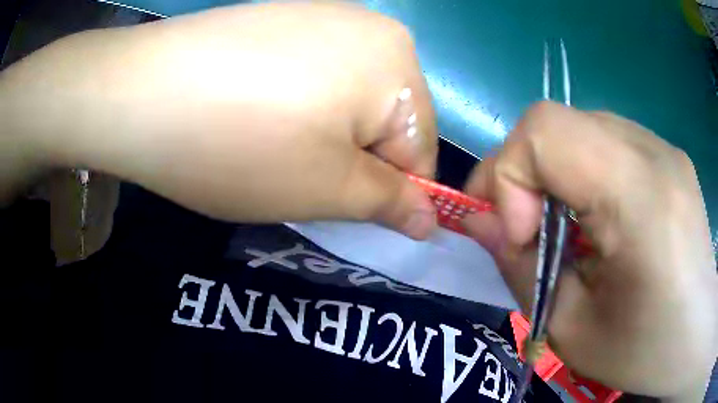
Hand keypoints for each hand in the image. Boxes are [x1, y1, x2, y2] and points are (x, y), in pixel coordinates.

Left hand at [0, 2, 437, 238]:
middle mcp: (368, 26)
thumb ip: (391, 203)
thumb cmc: (240, 144)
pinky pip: (313, 74)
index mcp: (396, 60)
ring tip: (269, 147)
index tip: (351, 213)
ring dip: (324, 136)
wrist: (140, 93)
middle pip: (385, 120)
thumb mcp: (327, 189)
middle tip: (299, 179)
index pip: (420, 147)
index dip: (393, 192)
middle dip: (354, 161)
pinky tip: (254, 114)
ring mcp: (322, 15)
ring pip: (348, 98)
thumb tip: (431, 220)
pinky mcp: (282, 18)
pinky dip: (297, 106)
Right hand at [462, 102, 716, 399]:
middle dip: (522, 172)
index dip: (511, 175)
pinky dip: (582, 171)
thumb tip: (478, 220)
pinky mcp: (666, 153)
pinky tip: (598, 216)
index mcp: (640, 196)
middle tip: (525, 229)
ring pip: (579, 127)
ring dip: (553, 172)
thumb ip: (520, 267)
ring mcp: (663, 146)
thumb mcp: (571, 330)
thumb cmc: (643, 350)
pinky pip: (605, 141)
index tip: (519, 233)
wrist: (695, 335)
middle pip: (557, 121)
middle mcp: (653, 151)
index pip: (545, 131)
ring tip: (564, 226)